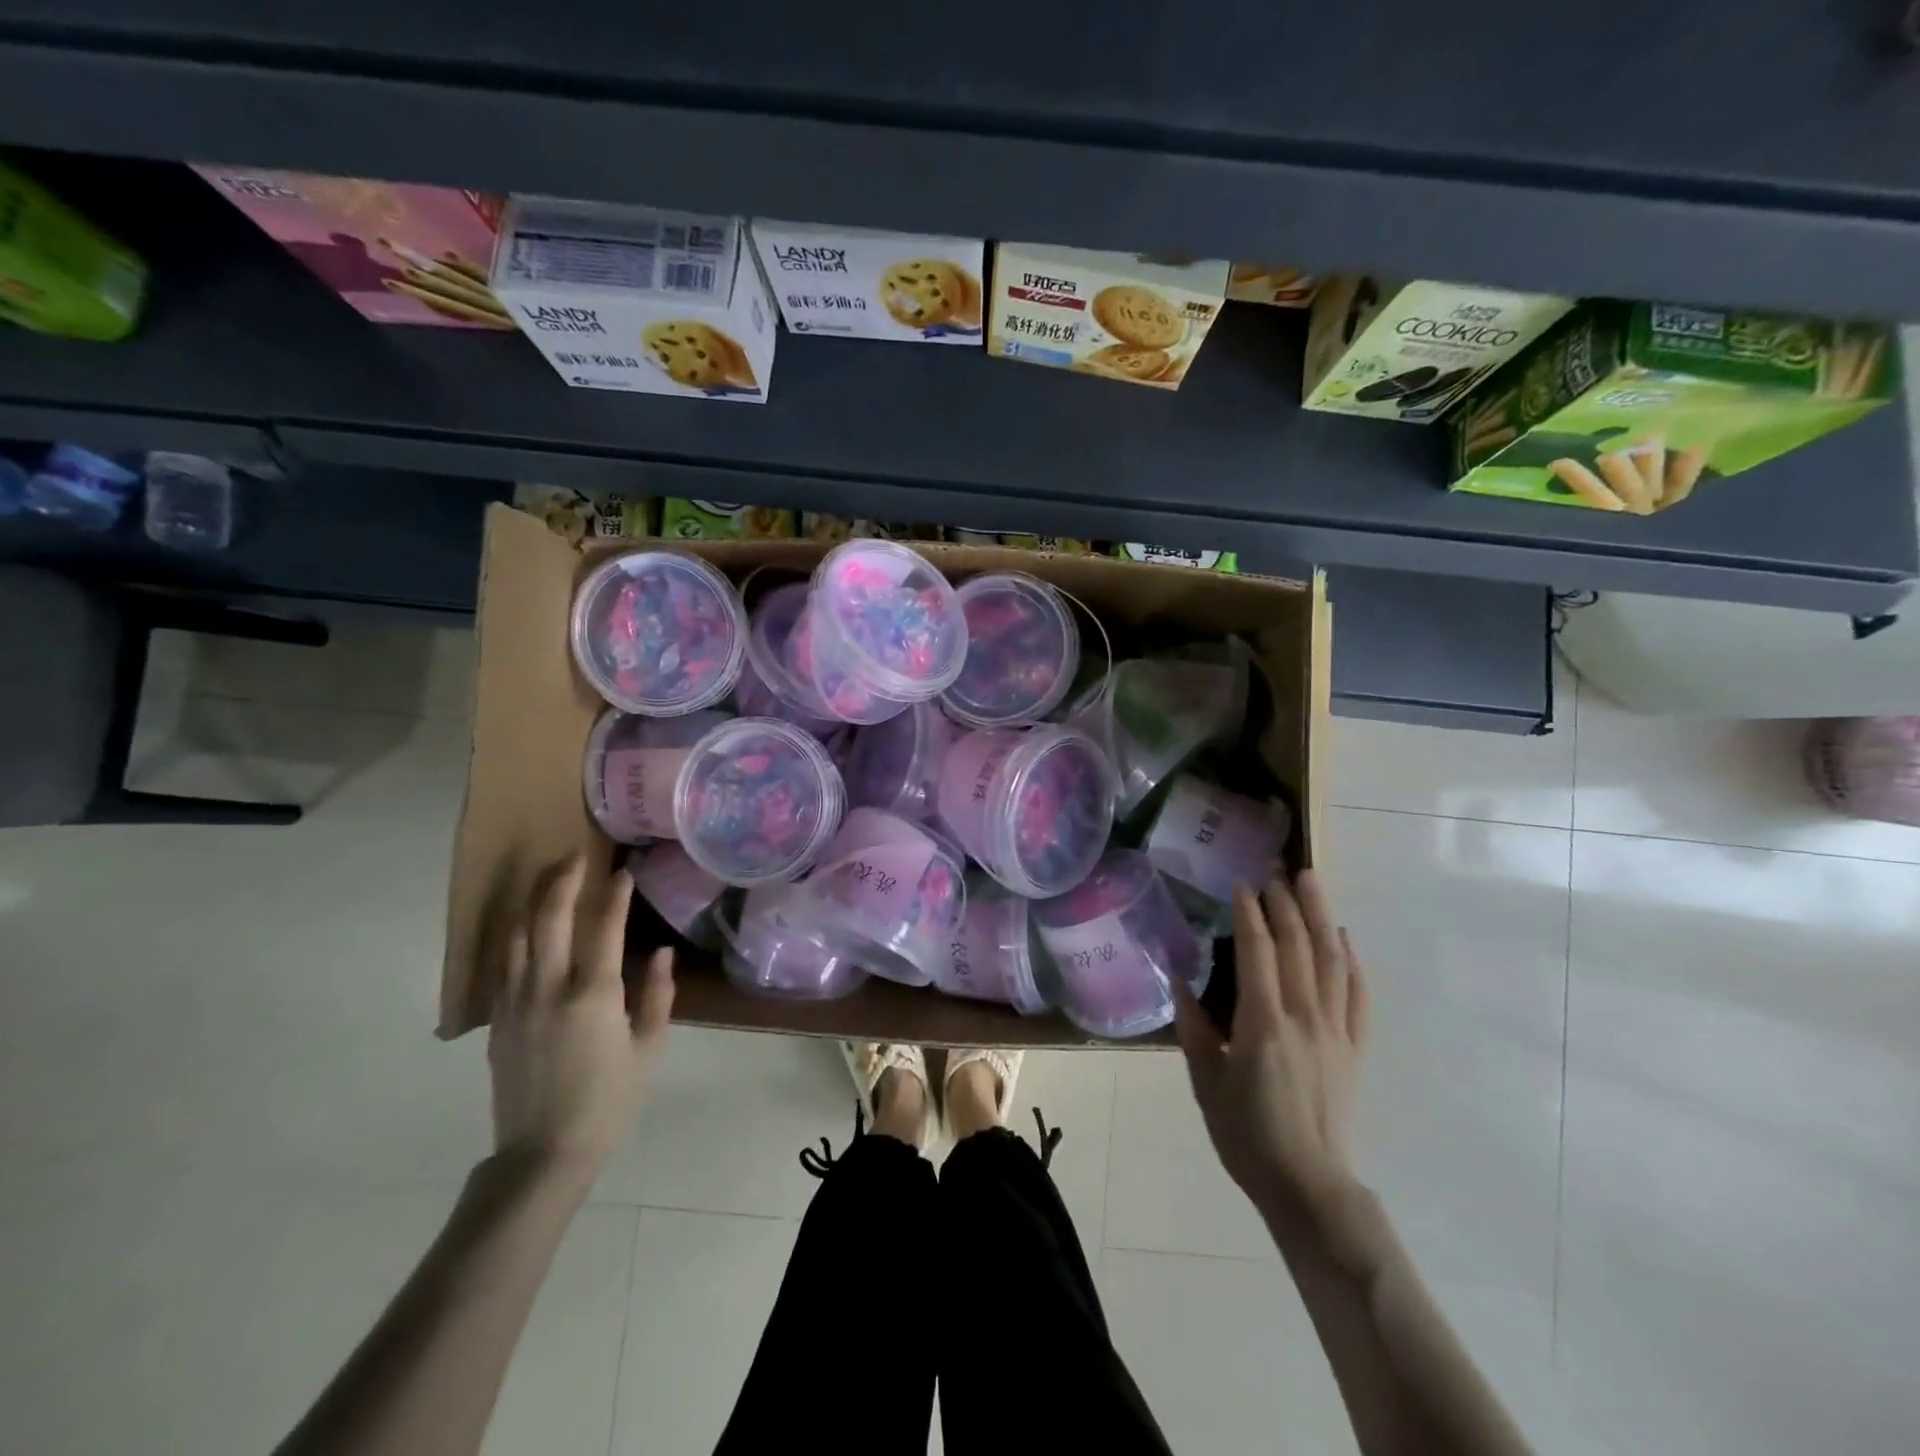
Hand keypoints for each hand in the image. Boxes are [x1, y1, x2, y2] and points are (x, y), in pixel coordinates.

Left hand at [488, 853, 674, 1182]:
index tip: (622, 871)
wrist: (543, 1154)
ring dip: (531, 901)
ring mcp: (516, 1002)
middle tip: (575, 855)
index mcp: (593, 995)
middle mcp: (549, 988)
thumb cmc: (609, 1101)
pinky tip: (524, 925)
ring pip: (516, 936)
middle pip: (549, 919)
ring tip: (546, 878)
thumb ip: (656, 995)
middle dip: (562, 880)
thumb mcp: (648, 1049)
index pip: (603, 927)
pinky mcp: (497, 1020)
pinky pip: (503, 964)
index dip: (614, 895)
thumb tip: (658, 952)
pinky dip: (514, 935)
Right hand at [1175, 872, 1370, 1228]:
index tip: (1242, 883)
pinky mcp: (1354, 1047)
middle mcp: (1304, 1016)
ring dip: (1321, 916)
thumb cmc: (1246, 1134)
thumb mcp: (1205, 1081)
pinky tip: (1345, 939)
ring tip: (1312, 881)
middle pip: (1298, 945)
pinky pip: (1359, 995)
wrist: (1308, 1185)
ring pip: (1332, 960)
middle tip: (1275, 869)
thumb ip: (1194, 1028)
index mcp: (1263, 1023)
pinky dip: (1353, 961)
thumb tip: (1180, 981)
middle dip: (1286, 901)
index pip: (1258, 951)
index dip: (1250, 912)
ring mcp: (1335, 1030)